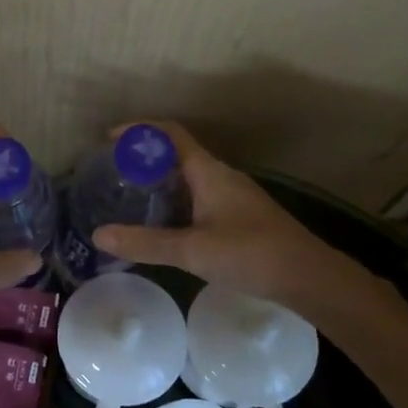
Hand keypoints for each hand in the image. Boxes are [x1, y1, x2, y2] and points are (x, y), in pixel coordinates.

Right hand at [92, 121, 370, 311]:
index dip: (140, 131)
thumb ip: (145, 243)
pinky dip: (176, 201)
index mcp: (208, 171)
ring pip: (189, 177)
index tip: (109, 139)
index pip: (170, 134)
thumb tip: (98, 235)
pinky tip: (165, 224)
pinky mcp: (240, 215)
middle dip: (145, 158)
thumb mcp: (192, 250)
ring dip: (160, 181)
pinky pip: (199, 196)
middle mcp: (220, 175)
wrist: (308, 277)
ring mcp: (233, 195)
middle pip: (177, 153)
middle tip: (114, 173)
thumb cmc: (251, 254)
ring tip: (131, 197)